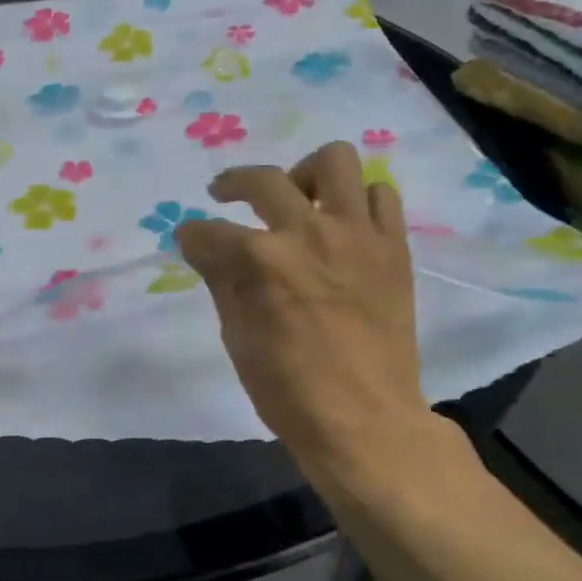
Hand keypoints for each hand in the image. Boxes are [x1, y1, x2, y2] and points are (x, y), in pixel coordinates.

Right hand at [176, 141, 436, 479]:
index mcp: (261, 261)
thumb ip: (222, 281)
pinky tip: (341, 225)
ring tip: (297, 200)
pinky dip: (355, 201)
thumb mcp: (237, 337)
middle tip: (224, 196)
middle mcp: (308, 233)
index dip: (191, 236)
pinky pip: (380, 195)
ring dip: (305, 175)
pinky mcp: (392, 246)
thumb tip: (205, 247)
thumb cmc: (287, 390)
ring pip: (335, 161)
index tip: (188, 241)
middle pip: (263, 180)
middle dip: (232, 184)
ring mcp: (357, 234)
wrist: (365, 419)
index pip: (208, 232)